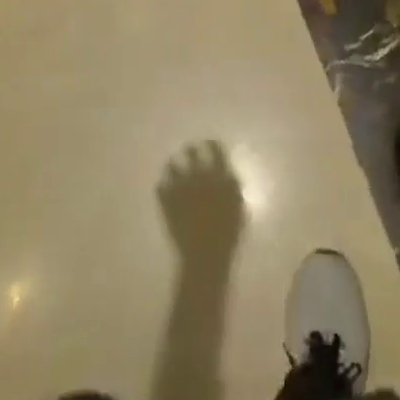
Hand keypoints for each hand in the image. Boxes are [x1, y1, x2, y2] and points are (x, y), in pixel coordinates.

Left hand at [156, 141, 245, 261]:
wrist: (205, 256)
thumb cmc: (227, 235)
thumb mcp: (238, 208)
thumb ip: (232, 188)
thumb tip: (228, 176)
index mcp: (218, 176)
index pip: (215, 151)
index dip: (211, 145)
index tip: (208, 143)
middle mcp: (198, 177)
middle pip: (191, 154)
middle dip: (190, 151)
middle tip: (188, 150)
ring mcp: (180, 189)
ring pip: (172, 167)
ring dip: (172, 166)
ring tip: (171, 165)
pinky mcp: (167, 203)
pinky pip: (160, 187)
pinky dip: (162, 186)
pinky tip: (162, 187)